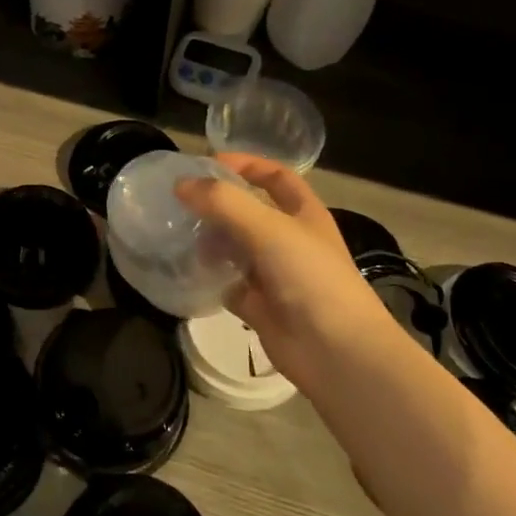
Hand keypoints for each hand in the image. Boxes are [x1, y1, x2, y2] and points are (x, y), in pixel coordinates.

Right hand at [176, 154, 400, 390]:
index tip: (208, 163)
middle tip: (180, 201)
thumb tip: (181, 184)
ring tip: (178, 235)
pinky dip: (208, 276)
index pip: (276, 177)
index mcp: (304, 214)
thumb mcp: (268, 228)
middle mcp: (289, 240)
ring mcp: (274, 274)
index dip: (246, 165)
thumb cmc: (310, 277)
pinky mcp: (258, 305)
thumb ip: (223, 202)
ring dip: (209, 240)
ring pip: (234, 248)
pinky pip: (227, 283)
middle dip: (218, 204)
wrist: (337, 352)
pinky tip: (185, 269)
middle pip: (249, 212)